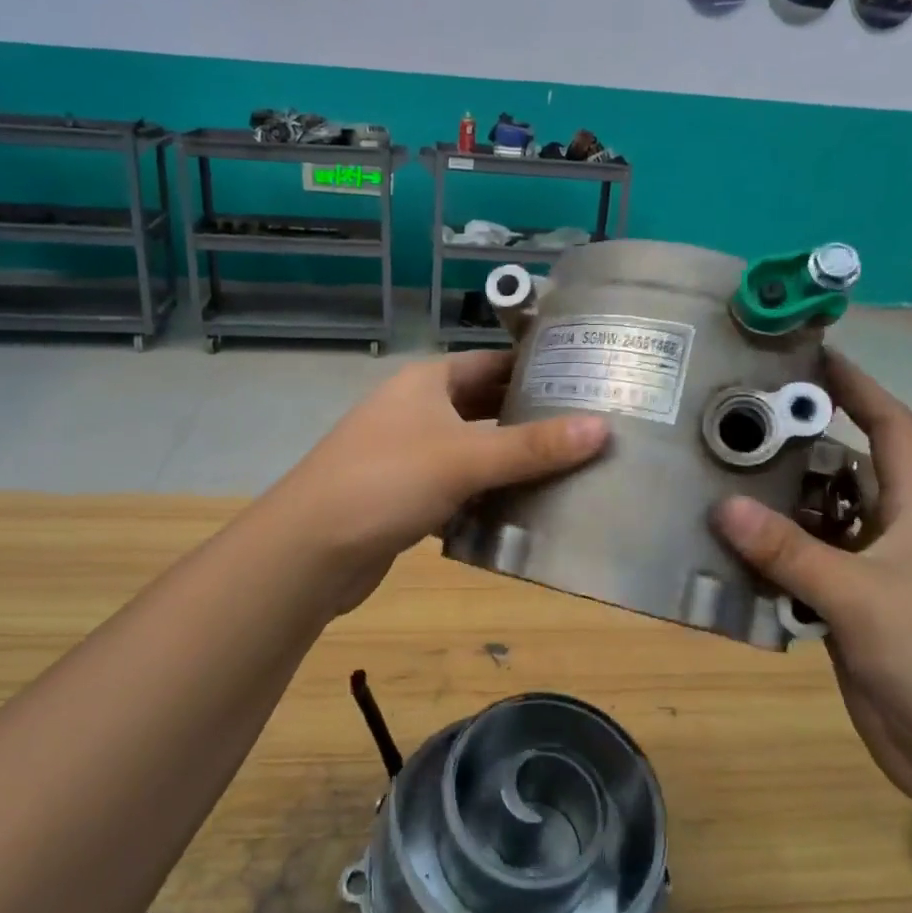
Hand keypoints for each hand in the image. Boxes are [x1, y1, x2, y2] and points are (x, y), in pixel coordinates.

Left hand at [266, 351, 607, 613]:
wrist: (309, 550)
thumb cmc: (386, 481)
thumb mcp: (464, 458)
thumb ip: (533, 446)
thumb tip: (603, 428)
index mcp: (427, 382)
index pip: (491, 362)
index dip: (535, 368)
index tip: (585, 380)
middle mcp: (416, 410)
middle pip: (484, 407)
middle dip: (529, 418)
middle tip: (588, 429)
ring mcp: (407, 455)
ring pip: (472, 451)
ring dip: (511, 462)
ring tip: (570, 470)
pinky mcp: (404, 497)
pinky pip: (457, 488)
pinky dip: (486, 497)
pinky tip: (523, 512)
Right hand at [713, 349, 911, 813]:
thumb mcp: (860, 596)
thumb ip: (791, 552)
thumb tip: (722, 506)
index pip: (892, 428)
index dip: (859, 387)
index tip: (813, 357)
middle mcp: (889, 531)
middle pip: (842, 470)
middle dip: (798, 444)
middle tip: (736, 422)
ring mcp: (866, 572)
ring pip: (814, 521)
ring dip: (774, 504)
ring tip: (716, 478)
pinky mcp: (844, 609)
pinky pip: (799, 567)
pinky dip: (768, 556)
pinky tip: (726, 549)